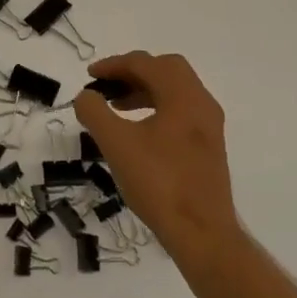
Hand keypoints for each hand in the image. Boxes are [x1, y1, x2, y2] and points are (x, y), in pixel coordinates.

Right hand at [74, 51, 238, 262]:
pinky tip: (138, 130)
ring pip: (175, 90)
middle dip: (134, 71)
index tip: (90, 76)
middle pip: (167, 69)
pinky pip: (181, 110)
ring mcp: (209, 126)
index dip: (114, 65)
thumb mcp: (116, 144)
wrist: (202, 234)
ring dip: (145, 89)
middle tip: (108, 85)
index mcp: (183, 96)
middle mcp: (201, 103)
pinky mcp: (209, 146)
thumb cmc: (158, 183)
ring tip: (117, 107)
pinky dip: (157, 107)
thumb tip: (86, 96)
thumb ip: (95, 112)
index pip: (145, 63)